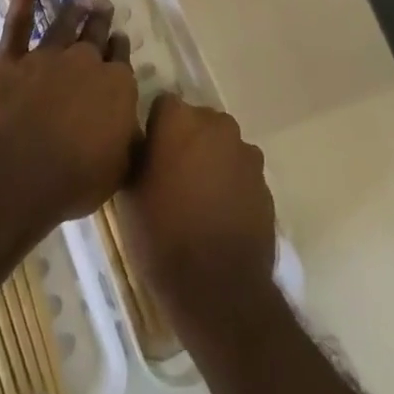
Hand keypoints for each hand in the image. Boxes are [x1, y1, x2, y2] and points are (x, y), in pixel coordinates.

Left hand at [0, 0, 140, 235]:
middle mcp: (86, 62)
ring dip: (76, 10)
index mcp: (116, 86)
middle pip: (97, 36)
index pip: (121, 61)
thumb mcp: (119, 168)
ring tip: (83, 0)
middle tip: (105, 10)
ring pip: (65, 24)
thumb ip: (128, 139)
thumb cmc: (72, 180)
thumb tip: (133, 124)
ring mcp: (47, 55)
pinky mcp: (10, 58)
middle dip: (103, 23)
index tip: (119, 43)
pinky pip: (18, 20)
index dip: (120, 51)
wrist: (17, 174)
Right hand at [118, 94, 277, 343]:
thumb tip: (141, 143)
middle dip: (186, 140)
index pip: (163, 106)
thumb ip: (136, 155)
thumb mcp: (129, 195)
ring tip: (197, 199)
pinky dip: (230, 183)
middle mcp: (216, 125)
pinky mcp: (264, 180)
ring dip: (210, 160)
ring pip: (221, 145)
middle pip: (197, 121)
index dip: (155, 129)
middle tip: (171, 177)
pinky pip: (240, 171)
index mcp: (180, 120)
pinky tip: (219, 215)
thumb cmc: (161, 236)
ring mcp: (245, 152)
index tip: (148, 155)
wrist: (218, 287)